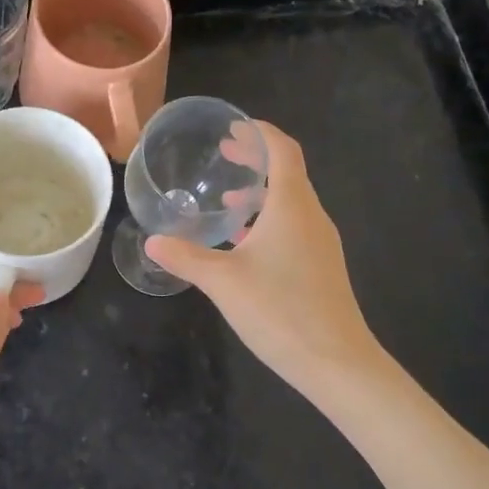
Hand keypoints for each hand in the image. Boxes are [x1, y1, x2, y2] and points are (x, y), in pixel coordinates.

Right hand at [146, 121, 380, 399]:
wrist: (337, 362)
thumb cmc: (280, 310)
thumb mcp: (223, 281)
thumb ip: (186, 257)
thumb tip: (152, 242)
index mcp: (292, 205)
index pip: (283, 150)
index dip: (260, 132)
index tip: (234, 126)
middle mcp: (311, 216)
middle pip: (287, 173)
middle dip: (256, 159)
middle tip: (225, 153)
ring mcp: (321, 243)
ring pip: (290, 202)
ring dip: (261, 193)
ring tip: (228, 200)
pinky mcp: (322, 266)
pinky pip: (294, 227)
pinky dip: (269, 220)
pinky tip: (244, 245)